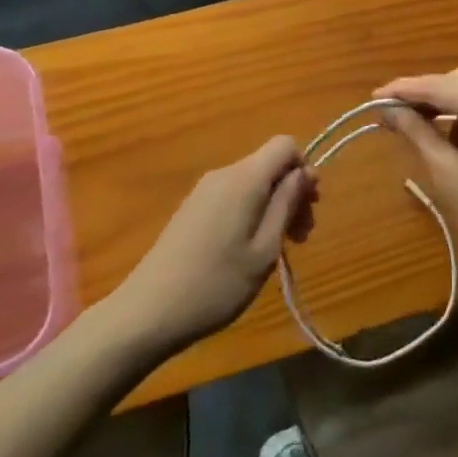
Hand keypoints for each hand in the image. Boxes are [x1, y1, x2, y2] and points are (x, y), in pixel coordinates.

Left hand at [107, 137, 317, 352]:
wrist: (149, 311)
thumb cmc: (216, 284)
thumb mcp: (265, 250)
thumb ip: (286, 205)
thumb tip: (305, 172)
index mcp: (245, 178)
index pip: (285, 145)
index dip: (304, 169)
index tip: (308, 207)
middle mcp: (224, 174)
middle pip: (270, 165)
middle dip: (292, 193)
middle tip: (300, 238)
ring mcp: (204, 190)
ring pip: (253, 182)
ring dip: (273, 207)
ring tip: (276, 250)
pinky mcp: (192, 208)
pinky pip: (234, 195)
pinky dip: (251, 213)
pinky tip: (247, 251)